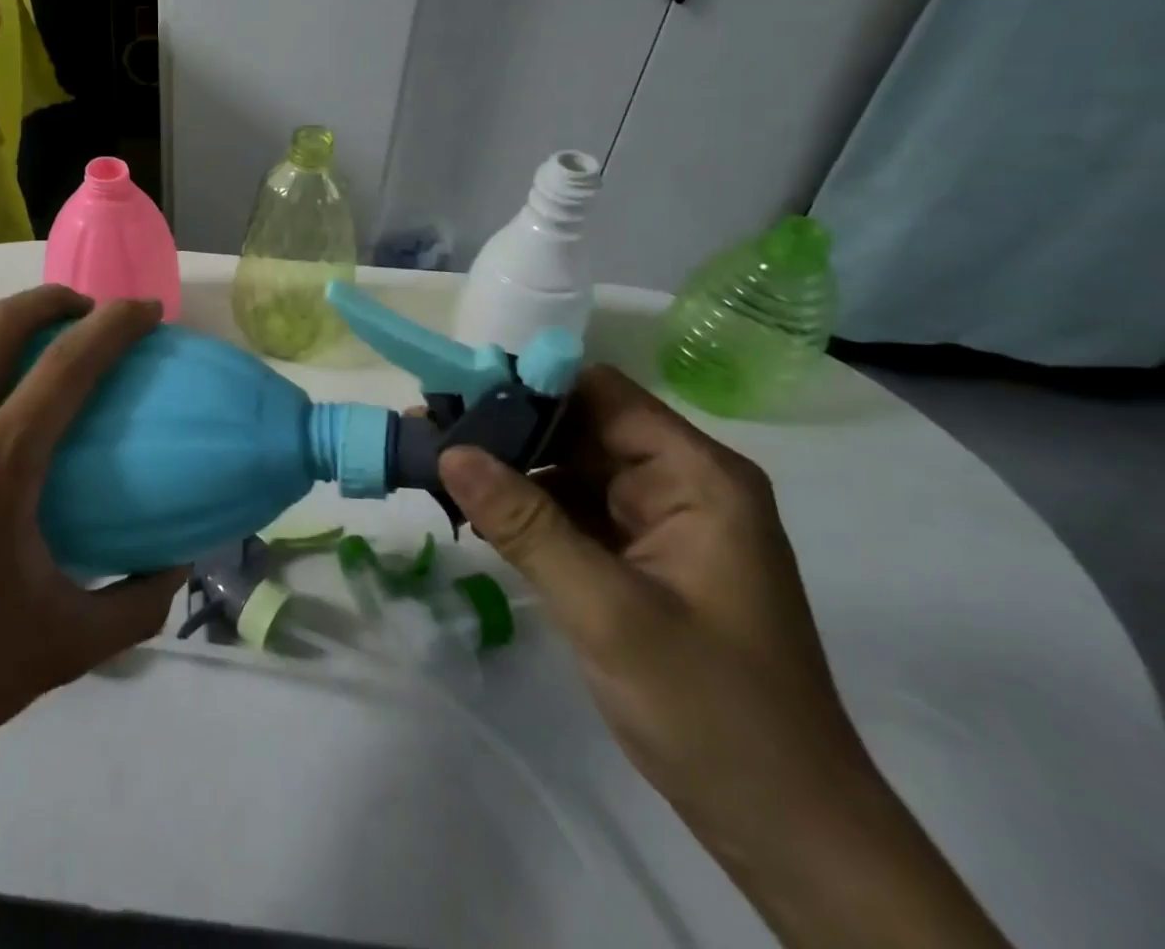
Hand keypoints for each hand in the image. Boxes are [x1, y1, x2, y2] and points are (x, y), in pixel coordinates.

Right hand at [441, 364, 858, 836]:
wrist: (787, 831)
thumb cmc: (711, 710)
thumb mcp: (606, 611)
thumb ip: (525, 524)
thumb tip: (449, 450)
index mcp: (696, 476)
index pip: (601, 394)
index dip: (528, 385)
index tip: (455, 393)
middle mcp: (680, 484)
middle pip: (580, 427)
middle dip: (506, 429)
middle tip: (429, 430)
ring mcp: (660, 522)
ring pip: (570, 468)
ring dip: (509, 468)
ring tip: (435, 464)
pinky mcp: (641, 558)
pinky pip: (574, 511)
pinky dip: (526, 508)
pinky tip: (472, 510)